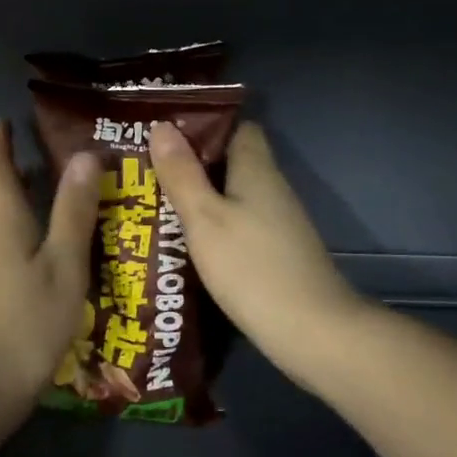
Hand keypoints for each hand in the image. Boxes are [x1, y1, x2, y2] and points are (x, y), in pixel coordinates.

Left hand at [0, 119, 101, 425]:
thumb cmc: (26, 323)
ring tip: (26, 198)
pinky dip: (3, 235)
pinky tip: (24, 253)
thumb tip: (84, 155)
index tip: (3, 121)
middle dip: (0, 173)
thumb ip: (74, 212)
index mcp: (3, 225)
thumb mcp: (64, 265)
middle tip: (27, 159)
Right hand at [148, 120, 369, 388]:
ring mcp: (278, 224)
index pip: (238, 128)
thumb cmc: (251, 267)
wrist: (310, 330)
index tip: (165, 135)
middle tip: (146, 173)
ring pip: (234, 197)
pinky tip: (186, 244)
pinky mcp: (277, 254)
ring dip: (201, 198)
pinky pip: (240, 226)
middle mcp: (272, 190)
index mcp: (257, 170)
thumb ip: (182, 174)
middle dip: (193, 165)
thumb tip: (162, 126)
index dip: (204, 127)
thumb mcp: (204, 218)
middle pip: (232, 163)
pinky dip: (215, 228)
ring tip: (154, 205)